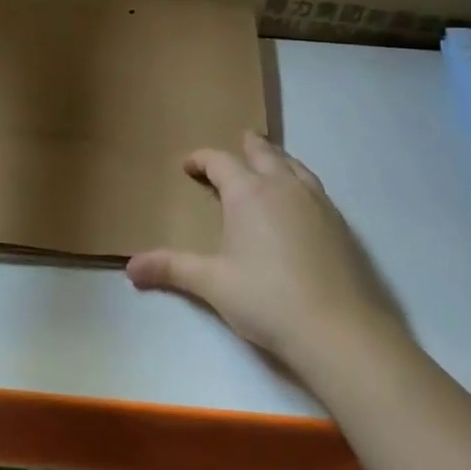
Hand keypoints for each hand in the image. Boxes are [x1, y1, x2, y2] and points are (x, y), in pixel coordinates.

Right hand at [127, 132, 403, 374]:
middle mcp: (284, 188)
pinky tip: (299, 203)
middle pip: (264, 154)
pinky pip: (314, 189)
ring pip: (295, 167)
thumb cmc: (266, 299)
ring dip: (278, 160)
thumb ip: (172, 269)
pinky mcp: (340, 224)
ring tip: (270, 163)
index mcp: (249, 194)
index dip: (202, 159)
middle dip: (248, 147)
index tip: (188, 165)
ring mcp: (318, 203)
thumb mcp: (212, 283)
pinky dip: (299, 183)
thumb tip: (130, 268)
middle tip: (239, 142)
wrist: (337, 328)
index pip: (221, 162)